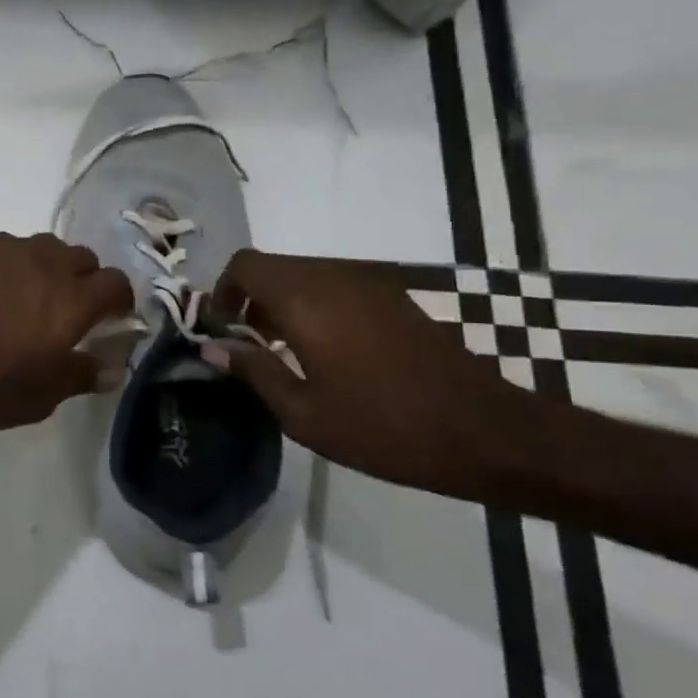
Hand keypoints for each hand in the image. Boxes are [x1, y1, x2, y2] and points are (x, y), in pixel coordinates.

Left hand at [0, 233, 133, 434]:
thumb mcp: (41, 397)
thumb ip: (80, 375)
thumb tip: (110, 368)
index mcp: (73, 300)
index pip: (117, 283)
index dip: (120, 301)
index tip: (113, 319)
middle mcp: (47, 264)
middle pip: (84, 258)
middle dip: (86, 280)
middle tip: (71, 310)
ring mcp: (9, 250)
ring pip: (47, 247)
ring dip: (51, 267)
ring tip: (33, 296)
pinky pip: (11, 247)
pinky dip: (16, 263)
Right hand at [203, 251, 524, 493]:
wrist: (485, 433)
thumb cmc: (383, 427)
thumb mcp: (303, 413)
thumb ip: (253, 371)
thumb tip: (211, 348)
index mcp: (306, 300)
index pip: (245, 265)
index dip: (222, 291)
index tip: (220, 329)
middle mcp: (335, 278)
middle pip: (272, 267)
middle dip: (248, 297)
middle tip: (246, 344)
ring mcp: (369, 284)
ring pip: (304, 275)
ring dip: (280, 302)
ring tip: (281, 351)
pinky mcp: (394, 298)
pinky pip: (334, 286)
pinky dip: (313, 305)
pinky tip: (323, 351)